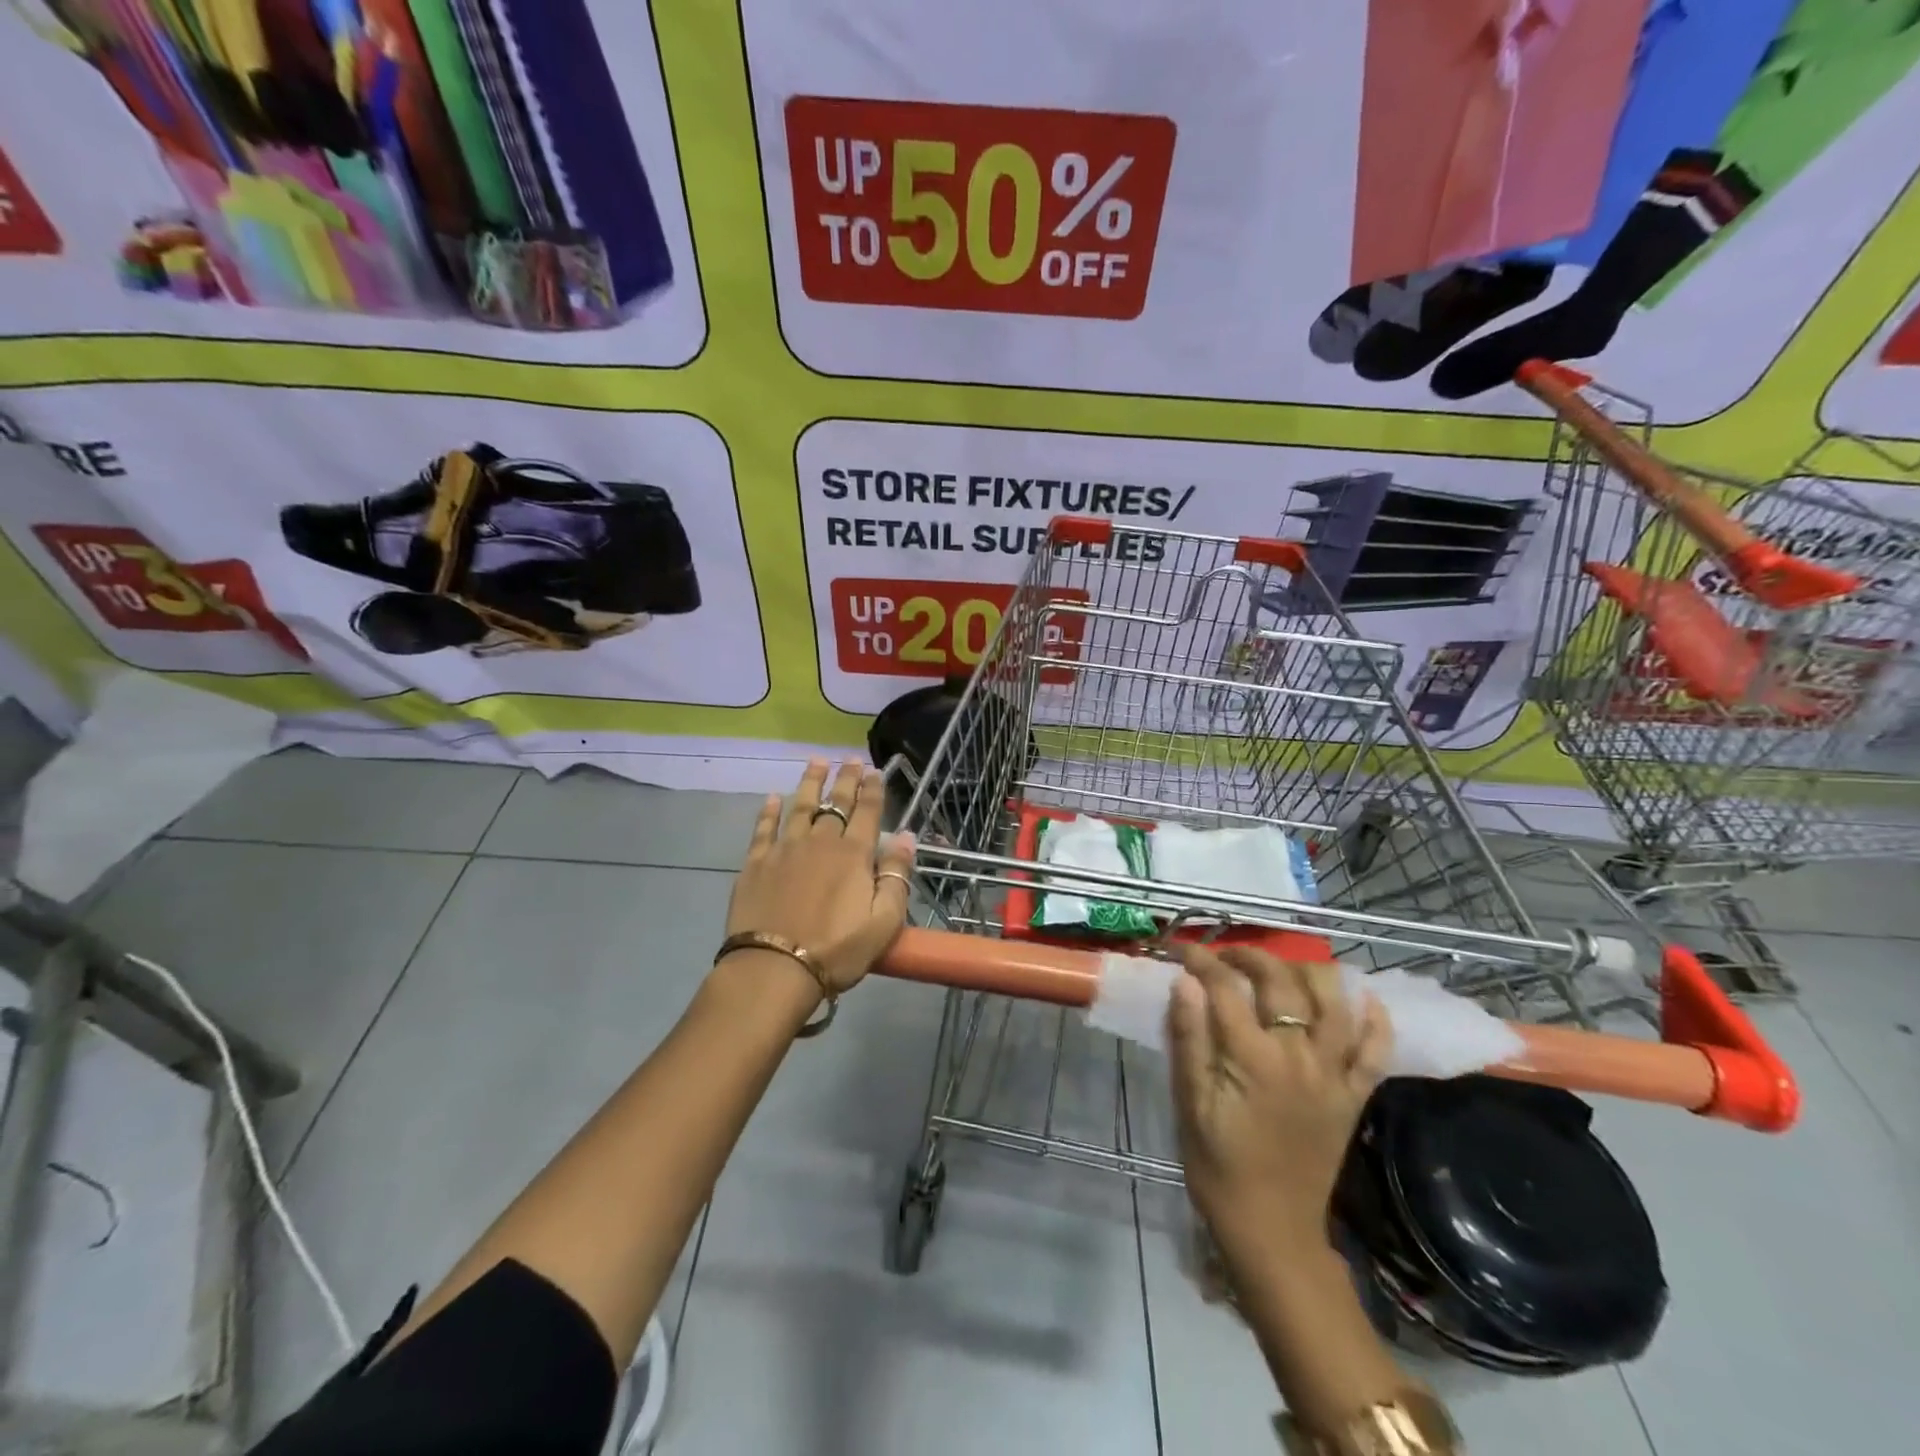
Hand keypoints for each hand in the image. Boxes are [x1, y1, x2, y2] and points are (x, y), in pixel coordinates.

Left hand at [725, 759, 914, 993]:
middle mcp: (820, 842)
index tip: (875, 770)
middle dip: (846, 778)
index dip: (873, 789)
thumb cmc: (836, 950)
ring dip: (810, 782)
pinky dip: (769, 811)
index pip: (867, 812)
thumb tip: (906, 836)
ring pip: (800, 806)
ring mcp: (784, 850)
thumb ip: (897, 876)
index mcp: (853, 855)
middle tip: (850, 758)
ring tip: (817, 761)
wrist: (773, 968)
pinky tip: (772, 798)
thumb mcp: (883, 921)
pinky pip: (764, 829)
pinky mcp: (756, 864)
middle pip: (836, 803)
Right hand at [1166, 946, 1389, 1267]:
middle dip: (1249, 956)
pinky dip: (1375, 1022)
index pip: (1224, 988)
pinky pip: (1375, 1052)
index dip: (1200, 960)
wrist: (1272, 1231)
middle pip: (1280, 983)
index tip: (1180, 948)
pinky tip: (1365, 999)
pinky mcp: (1353, 1097)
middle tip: (1224, 954)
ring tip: (1283, 967)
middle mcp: (1300, 1057)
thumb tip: (1184, 982)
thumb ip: (1189, 1039)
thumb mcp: (1190, 1104)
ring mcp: (1333, 1076)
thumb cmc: (1219, 1167)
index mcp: (1253, 1059)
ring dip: (1309, 973)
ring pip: (1334, 1004)